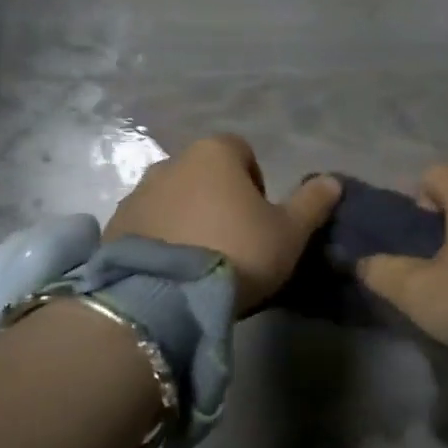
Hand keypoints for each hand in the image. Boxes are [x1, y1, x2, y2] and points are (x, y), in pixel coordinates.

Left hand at [106, 134, 340, 311]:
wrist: (164, 296)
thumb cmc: (237, 251)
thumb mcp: (288, 232)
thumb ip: (311, 203)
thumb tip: (333, 180)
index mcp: (213, 153)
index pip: (242, 152)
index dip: (256, 182)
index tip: (260, 219)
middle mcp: (171, 162)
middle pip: (203, 174)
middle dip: (218, 199)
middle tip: (232, 242)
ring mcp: (137, 193)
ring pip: (173, 198)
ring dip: (187, 217)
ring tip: (200, 260)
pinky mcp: (114, 226)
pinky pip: (146, 224)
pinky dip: (160, 238)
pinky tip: (172, 271)